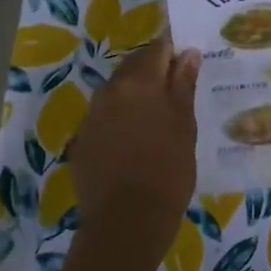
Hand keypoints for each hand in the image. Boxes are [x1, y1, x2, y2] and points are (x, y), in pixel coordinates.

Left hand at [65, 38, 201, 270]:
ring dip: (136, 94)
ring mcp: (92, 115)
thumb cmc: (167, 171)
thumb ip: (183, 85)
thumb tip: (188, 53)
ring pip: (117, 90)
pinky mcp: (82, 139)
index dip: (174, 51)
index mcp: (139, 82)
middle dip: (154, 70)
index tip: (188, 60)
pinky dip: (120, 118)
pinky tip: (135, 141)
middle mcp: (110, 90)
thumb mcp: (185, 126)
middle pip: (134, 66)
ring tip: (157, 117)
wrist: (125, 223)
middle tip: (176, 90)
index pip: (158, 48)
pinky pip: (104, 115)